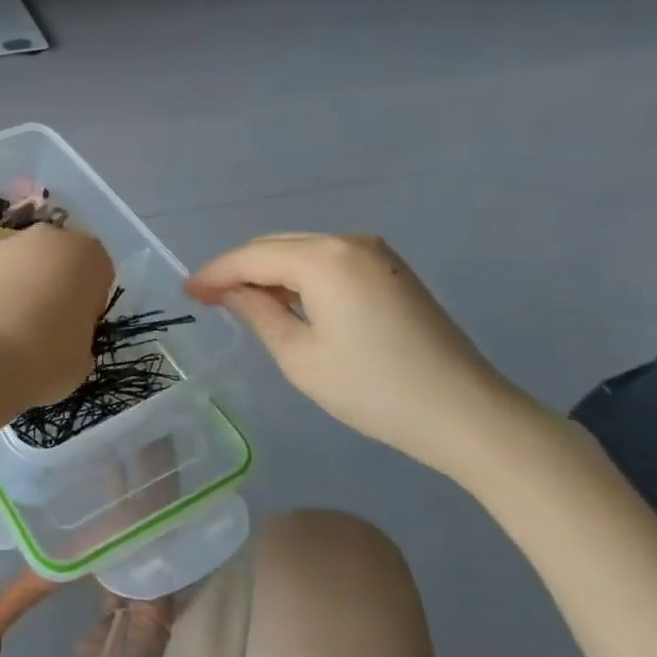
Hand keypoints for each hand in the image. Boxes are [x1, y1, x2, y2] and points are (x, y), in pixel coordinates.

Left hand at [0, 223, 113, 411]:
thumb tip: (64, 329)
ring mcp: (10, 244)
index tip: (78, 326)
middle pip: (62, 259)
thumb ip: (80, 329)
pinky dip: (0, 288)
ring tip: (16, 322)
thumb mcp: (84, 354)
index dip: (90, 300)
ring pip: (29, 262)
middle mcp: (51, 238)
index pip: (99, 273)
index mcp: (89, 255)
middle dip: (59, 283)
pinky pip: (1, 272)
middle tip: (50, 321)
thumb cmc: (47, 356)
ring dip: (27, 283)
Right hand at [186, 233, 538, 477]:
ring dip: (268, 271)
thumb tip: (231, 292)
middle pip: (276, 246)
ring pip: (301, 251)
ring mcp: (375, 253)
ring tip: (240, 301)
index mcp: (323, 259)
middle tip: (208, 298)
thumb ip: (258, 312)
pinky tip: (286, 300)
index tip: (187, 291)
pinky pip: (327, 261)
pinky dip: (298, 276)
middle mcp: (348, 242)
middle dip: (239, 269)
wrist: (468, 414)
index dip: (215, 273)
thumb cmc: (374, 390)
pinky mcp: (390, 270)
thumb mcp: (299, 357)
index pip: (252, 257)